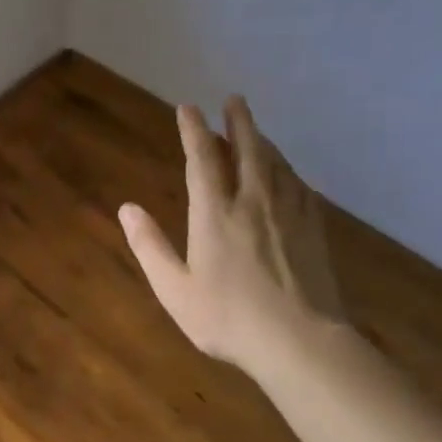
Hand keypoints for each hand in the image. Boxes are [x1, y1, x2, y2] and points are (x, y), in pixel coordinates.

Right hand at [118, 97, 346, 379]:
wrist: (301, 341)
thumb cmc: (228, 318)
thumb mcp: (174, 289)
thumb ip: (149, 246)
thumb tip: (127, 208)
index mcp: (215, 215)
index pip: (203, 160)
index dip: (193, 131)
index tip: (188, 108)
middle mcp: (253, 203)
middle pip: (248, 151)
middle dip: (238, 123)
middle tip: (234, 100)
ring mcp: (289, 214)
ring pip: (276, 165)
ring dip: (263, 141)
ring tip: (256, 130)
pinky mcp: (314, 230)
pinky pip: (299, 187)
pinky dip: (288, 171)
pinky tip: (288, 174)